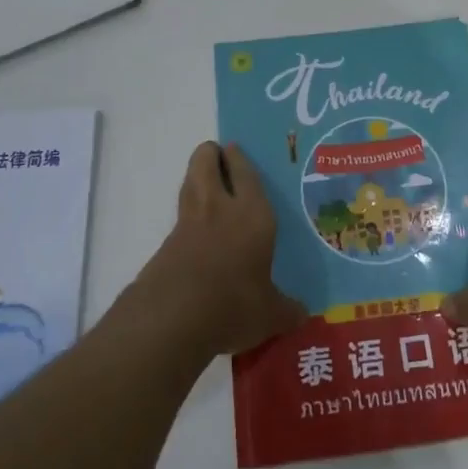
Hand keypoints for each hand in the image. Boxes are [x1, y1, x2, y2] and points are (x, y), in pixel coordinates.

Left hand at [132, 142, 305, 359]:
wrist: (172, 319)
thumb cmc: (233, 305)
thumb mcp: (269, 314)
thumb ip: (286, 310)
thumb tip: (302, 314)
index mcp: (252, 214)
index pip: (246, 173)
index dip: (240, 158)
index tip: (235, 149)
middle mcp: (219, 208)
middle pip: (206, 162)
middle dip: (211, 154)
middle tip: (220, 157)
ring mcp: (187, 223)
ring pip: (189, 181)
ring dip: (196, 175)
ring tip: (207, 181)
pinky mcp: (165, 244)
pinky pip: (180, 216)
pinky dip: (187, 214)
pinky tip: (196, 232)